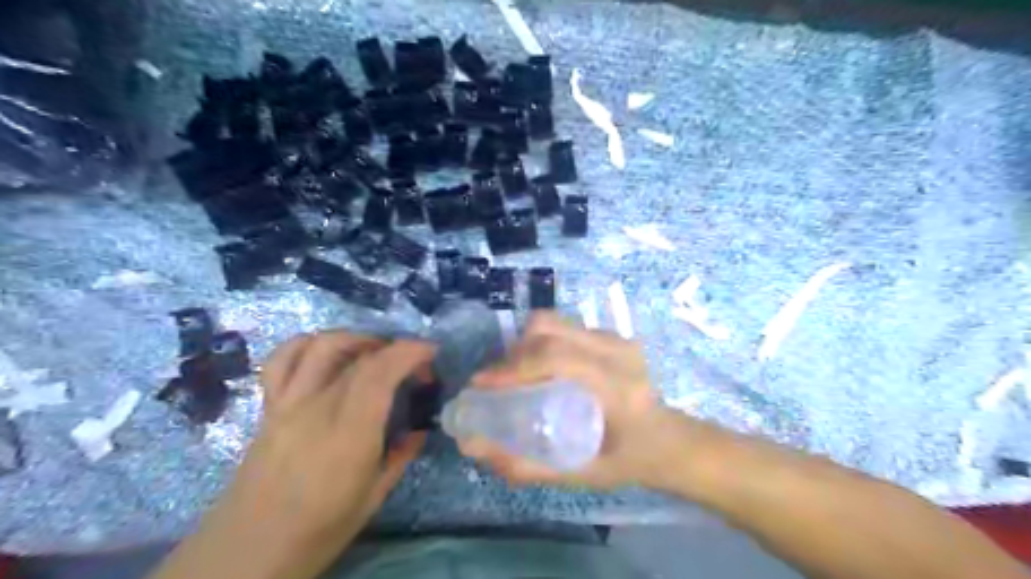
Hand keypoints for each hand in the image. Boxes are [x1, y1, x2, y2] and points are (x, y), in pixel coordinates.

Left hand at [195, 333, 431, 578]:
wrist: (247, 552)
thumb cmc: (319, 530)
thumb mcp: (373, 497)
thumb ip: (401, 456)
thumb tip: (420, 430)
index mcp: (349, 434)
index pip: (380, 372)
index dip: (410, 351)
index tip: (432, 352)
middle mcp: (317, 409)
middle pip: (359, 357)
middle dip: (395, 348)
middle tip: (414, 363)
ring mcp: (287, 404)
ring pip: (320, 346)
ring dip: (355, 338)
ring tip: (375, 351)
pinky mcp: (269, 407)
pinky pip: (282, 360)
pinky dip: (307, 344)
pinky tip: (326, 353)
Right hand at [459, 312, 700, 492]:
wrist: (670, 440)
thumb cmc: (629, 462)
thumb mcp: (580, 475)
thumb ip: (527, 466)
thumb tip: (473, 447)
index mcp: (617, 388)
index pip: (557, 359)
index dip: (513, 367)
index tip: (481, 385)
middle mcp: (618, 353)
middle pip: (550, 330)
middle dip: (513, 352)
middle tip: (497, 381)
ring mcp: (617, 338)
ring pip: (555, 322)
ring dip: (525, 344)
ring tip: (515, 373)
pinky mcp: (613, 334)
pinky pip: (564, 326)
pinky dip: (541, 342)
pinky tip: (539, 368)